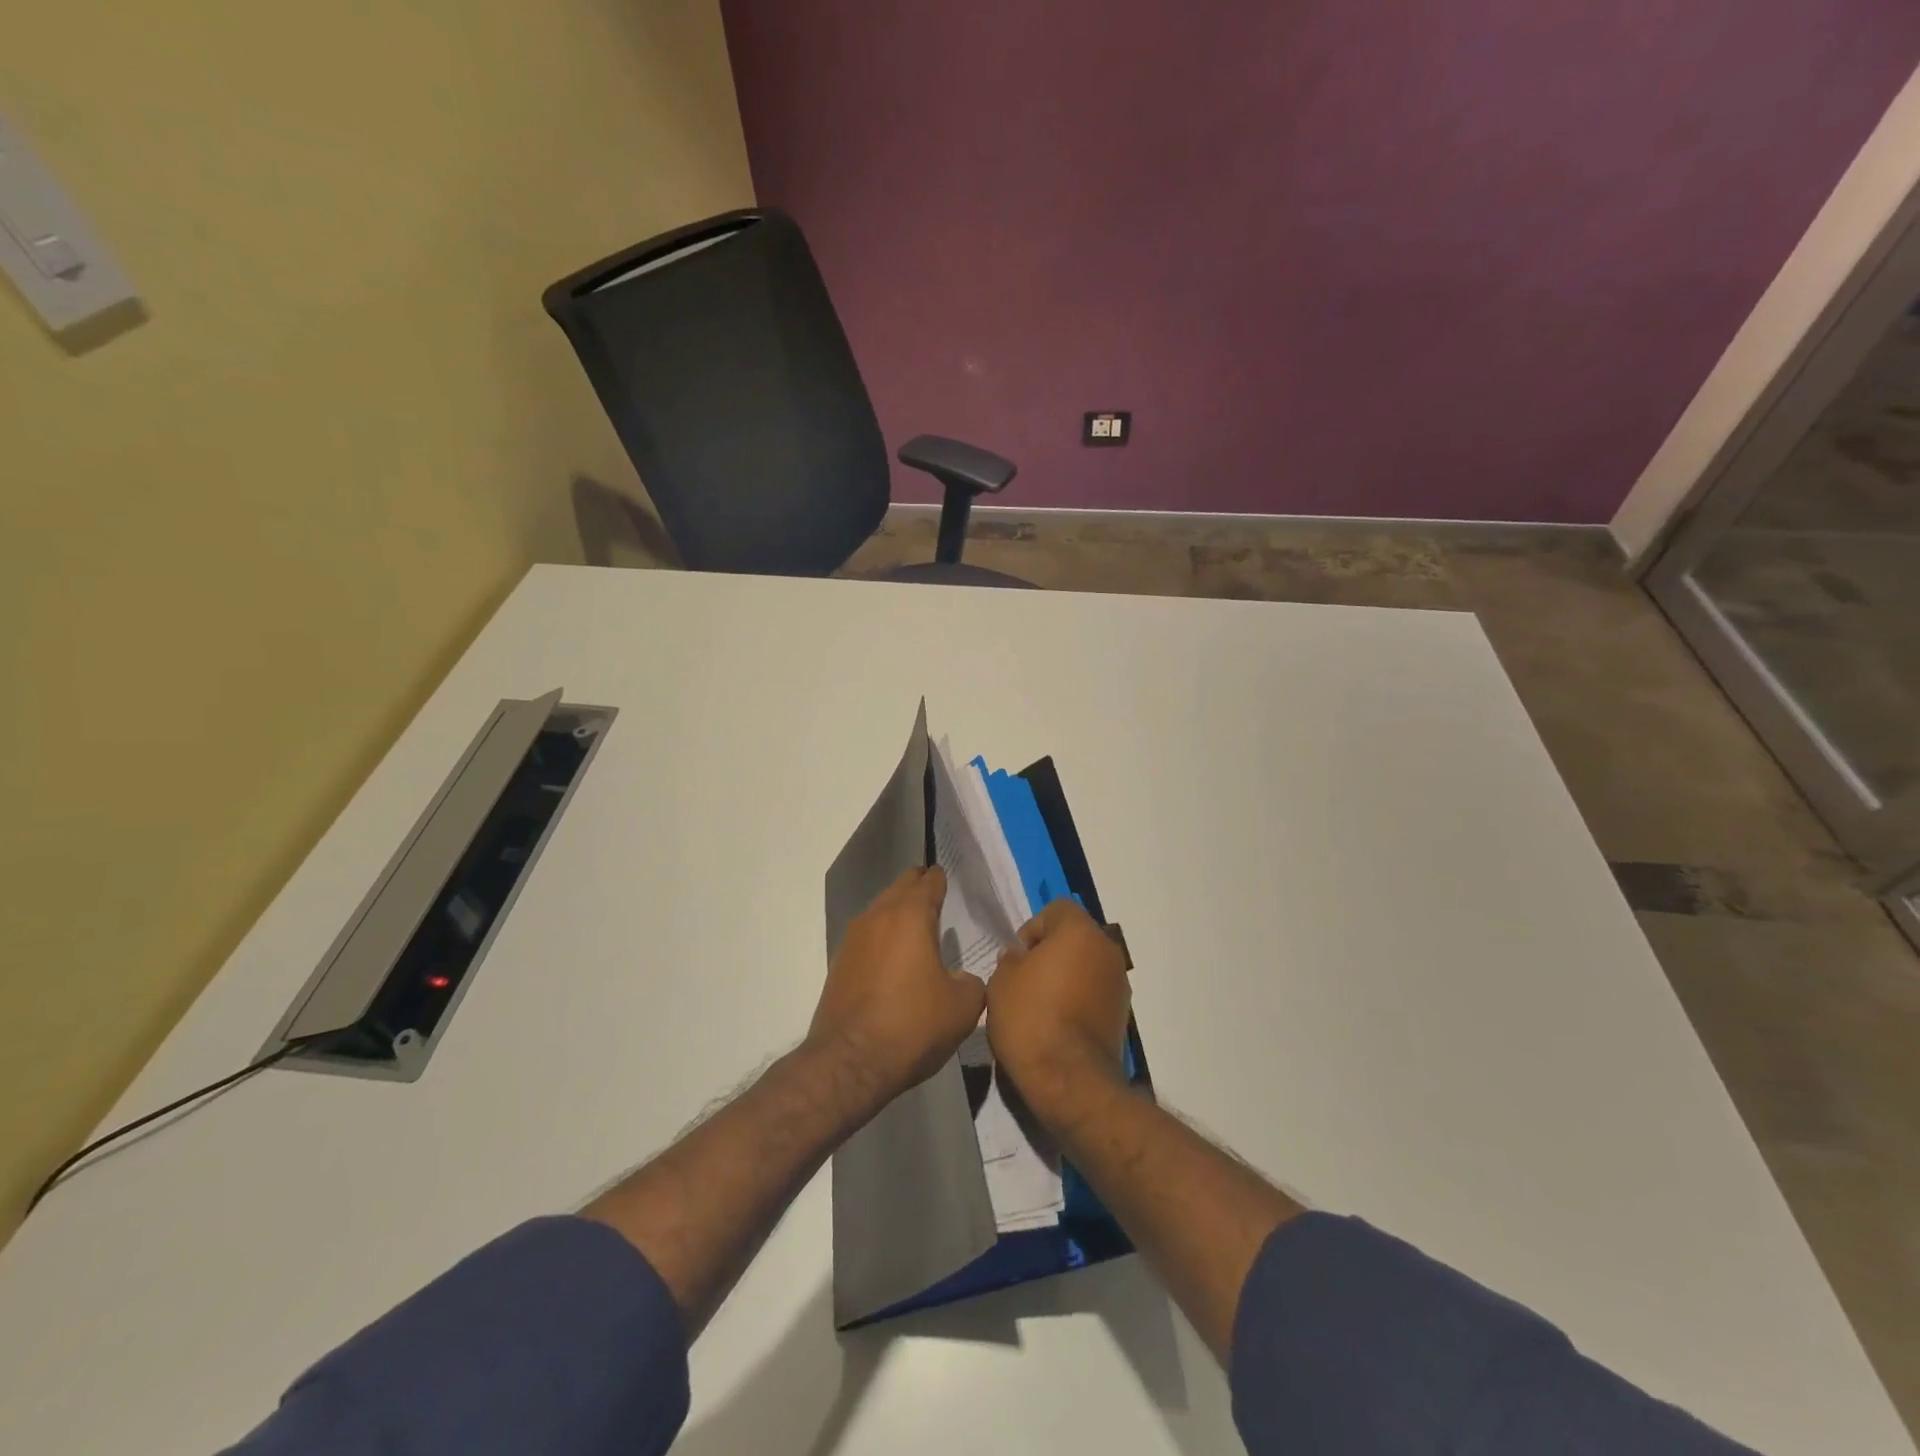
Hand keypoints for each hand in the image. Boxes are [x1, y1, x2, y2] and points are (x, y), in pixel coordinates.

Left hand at [808, 867, 986, 1106]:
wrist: (850, 1062)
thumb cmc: (912, 1025)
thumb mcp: (962, 1007)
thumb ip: (971, 982)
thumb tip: (962, 977)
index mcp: (910, 915)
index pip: (929, 881)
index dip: (941, 879)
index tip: (950, 880)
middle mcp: (878, 915)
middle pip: (901, 887)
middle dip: (919, 887)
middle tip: (937, 895)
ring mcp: (854, 938)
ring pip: (881, 909)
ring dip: (899, 911)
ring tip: (918, 926)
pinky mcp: (840, 962)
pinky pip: (868, 935)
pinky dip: (883, 937)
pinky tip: (895, 957)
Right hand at [986, 898, 1131, 1129]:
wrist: (1068, 1080)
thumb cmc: (1030, 1019)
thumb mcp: (1001, 982)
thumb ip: (1011, 960)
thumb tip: (1020, 959)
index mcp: (1080, 932)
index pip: (1057, 909)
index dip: (1033, 928)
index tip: (1018, 958)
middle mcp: (1107, 950)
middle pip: (1075, 937)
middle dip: (1051, 952)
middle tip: (1025, 980)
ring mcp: (1119, 983)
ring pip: (1087, 965)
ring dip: (1067, 977)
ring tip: (1040, 1006)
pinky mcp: (1122, 1014)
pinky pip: (1095, 993)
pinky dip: (1078, 1000)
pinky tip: (1057, 1025)